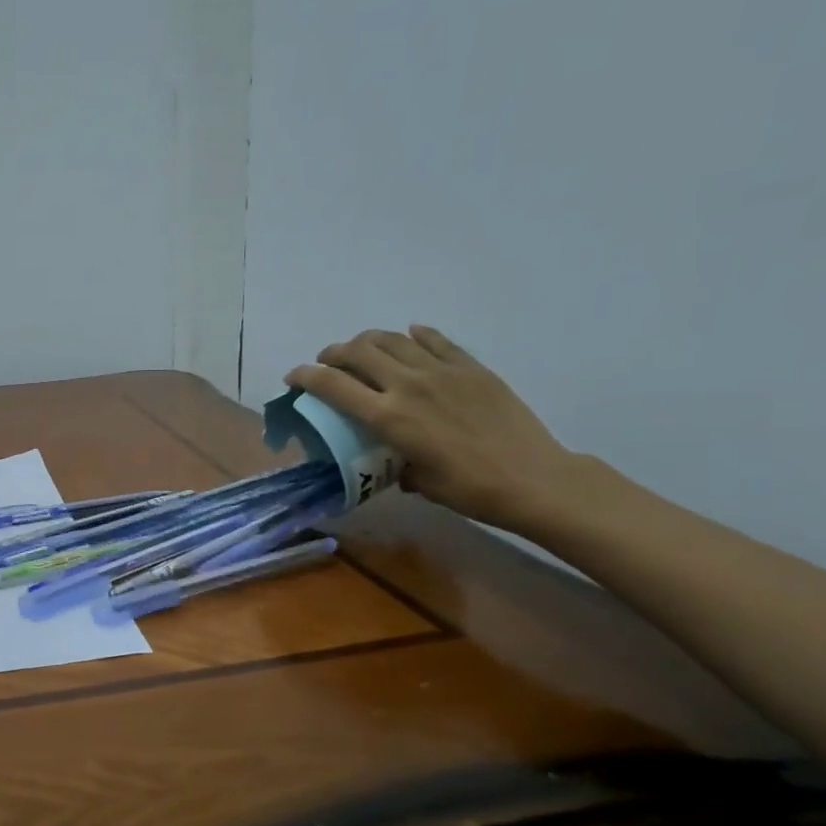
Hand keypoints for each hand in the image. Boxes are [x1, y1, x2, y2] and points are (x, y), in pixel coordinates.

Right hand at [285, 326, 581, 530]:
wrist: (532, 478)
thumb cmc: (468, 490)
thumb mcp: (417, 481)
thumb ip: (395, 461)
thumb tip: (391, 458)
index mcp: (388, 417)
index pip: (332, 385)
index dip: (305, 376)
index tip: (293, 378)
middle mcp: (408, 385)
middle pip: (358, 351)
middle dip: (333, 353)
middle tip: (327, 363)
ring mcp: (442, 371)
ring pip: (392, 339)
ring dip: (368, 340)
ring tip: (362, 350)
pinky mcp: (471, 367)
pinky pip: (435, 340)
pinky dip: (415, 336)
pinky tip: (410, 337)